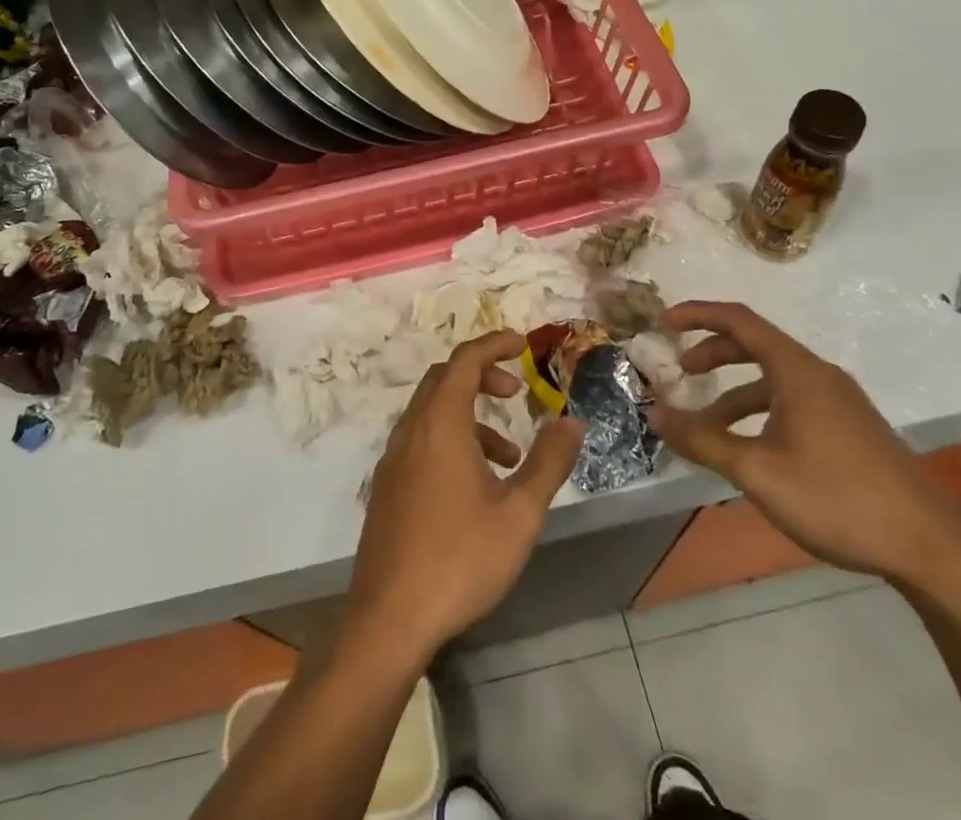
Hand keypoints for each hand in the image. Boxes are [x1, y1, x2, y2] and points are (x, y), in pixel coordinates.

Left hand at [347, 330, 584, 664]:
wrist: (390, 617)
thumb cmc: (460, 558)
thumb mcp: (519, 513)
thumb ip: (548, 462)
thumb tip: (572, 422)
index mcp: (440, 423)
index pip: (466, 360)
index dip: (494, 344)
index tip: (523, 344)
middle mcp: (412, 429)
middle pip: (445, 379)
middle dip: (482, 375)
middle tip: (516, 391)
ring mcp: (394, 457)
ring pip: (433, 411)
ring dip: (470, 415)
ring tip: (509, 456)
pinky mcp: (388, 485)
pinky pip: (422, 439)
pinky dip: (451, 439)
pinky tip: (477, 487)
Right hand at [650, 301, 960, 589]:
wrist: (931, 550)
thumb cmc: (838, 499)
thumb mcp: (758, 472)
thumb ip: (703, 440)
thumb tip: (655, 414)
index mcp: (797, 371)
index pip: (739, 320)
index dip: (698, 314)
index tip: (664, 323)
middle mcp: (818, 375)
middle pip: (755, 345)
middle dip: (712, 354)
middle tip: (681, 373)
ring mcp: (839, 402)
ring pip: (773, 380)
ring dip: (734, 393)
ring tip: (705, 426)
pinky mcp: (850, 428)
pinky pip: (792, 402)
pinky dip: (760, 412)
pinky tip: (750, 450)